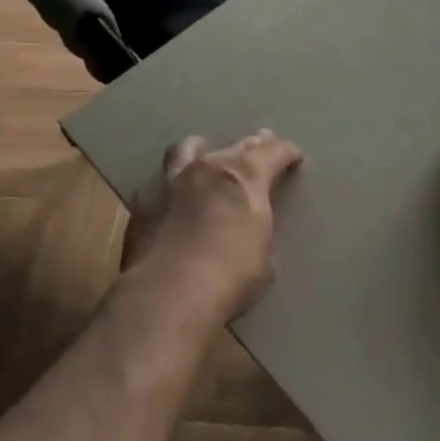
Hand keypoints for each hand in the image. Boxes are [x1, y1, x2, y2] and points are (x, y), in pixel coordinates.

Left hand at [122, 130, 304, 321]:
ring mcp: (172, 181)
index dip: (287, 153)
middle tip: (259, 145)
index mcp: (247, 177)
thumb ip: (257, 230)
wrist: (170, 294)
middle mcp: (210, 168)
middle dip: (251, 146)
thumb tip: (248, 232)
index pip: (274, 152)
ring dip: (202, 152)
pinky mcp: (144, 203)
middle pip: (236, 146)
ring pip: (189, 149)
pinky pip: (161, 182)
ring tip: (205, 156)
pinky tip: (172, 198)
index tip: (295, 157)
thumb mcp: (263, 256)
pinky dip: (172, 186)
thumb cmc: (232, 276)